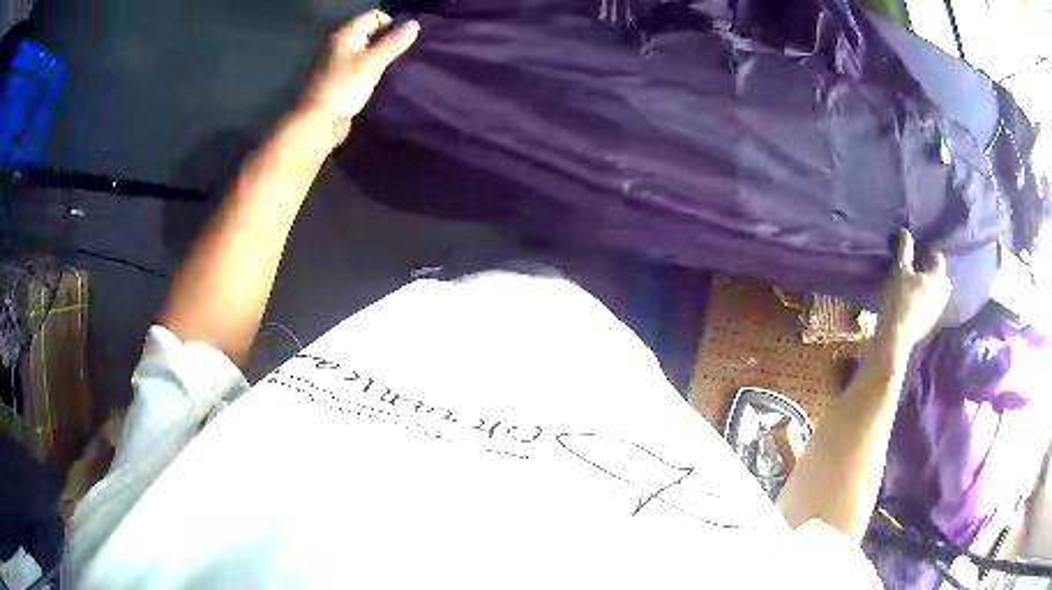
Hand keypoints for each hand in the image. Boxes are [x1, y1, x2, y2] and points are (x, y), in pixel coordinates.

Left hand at [297, 11, 418, 148]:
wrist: (317, 121)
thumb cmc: (346, 86)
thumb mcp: (375, 61)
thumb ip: (394, 42)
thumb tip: (414, 24)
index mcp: (345, 33)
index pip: (374, 16)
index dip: (391, 25)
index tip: (400, 43)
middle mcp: (335, 42)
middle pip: (366, 32)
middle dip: (384, 41)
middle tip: (395, 57)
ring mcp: (330, 61)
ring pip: (359, 50)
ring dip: (374, 56)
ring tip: (385, 70)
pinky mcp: (330, 79)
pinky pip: (352, 66)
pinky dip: (363, 69)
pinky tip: (369, 82)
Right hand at [875, 229, 951, 354]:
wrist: (897, 336)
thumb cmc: (900, 299)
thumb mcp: (899, 270)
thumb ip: (904, 250)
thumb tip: (905, 231)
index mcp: (938, 277)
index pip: (938, 258)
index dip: (928, 254)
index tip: (916, 256)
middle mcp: (942, 292)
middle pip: (940, 275)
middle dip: (931, 271)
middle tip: (917, 270)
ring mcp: (938, 309)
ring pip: (937, 291)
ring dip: (929, 286)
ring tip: (915, 286)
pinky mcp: (931, 321)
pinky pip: (932, 304)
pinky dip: (926, 300)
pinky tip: (914, 302)